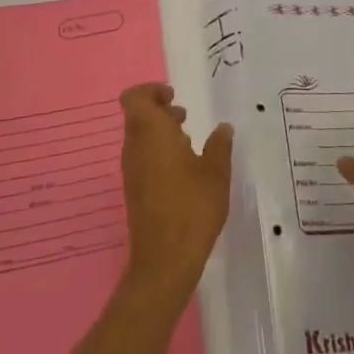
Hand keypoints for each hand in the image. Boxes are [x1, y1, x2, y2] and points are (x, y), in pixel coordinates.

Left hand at [119, 83, 232, 295]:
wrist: (164, 262)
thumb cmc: (191, 208)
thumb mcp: (216, 172)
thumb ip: (219, 145)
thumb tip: (223, 128)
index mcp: (151, 133)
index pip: (135, 97)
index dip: (151, 91)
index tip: (174, 97)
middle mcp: (134, 147)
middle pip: (137, 116)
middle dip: (160, 111)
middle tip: (185, 118)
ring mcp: (131, 171)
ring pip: (139, 138)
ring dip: (160, 133)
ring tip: (189, 143)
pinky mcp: (133, 191)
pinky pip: (141, 158)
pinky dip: (158, 153)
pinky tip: (183, 172)